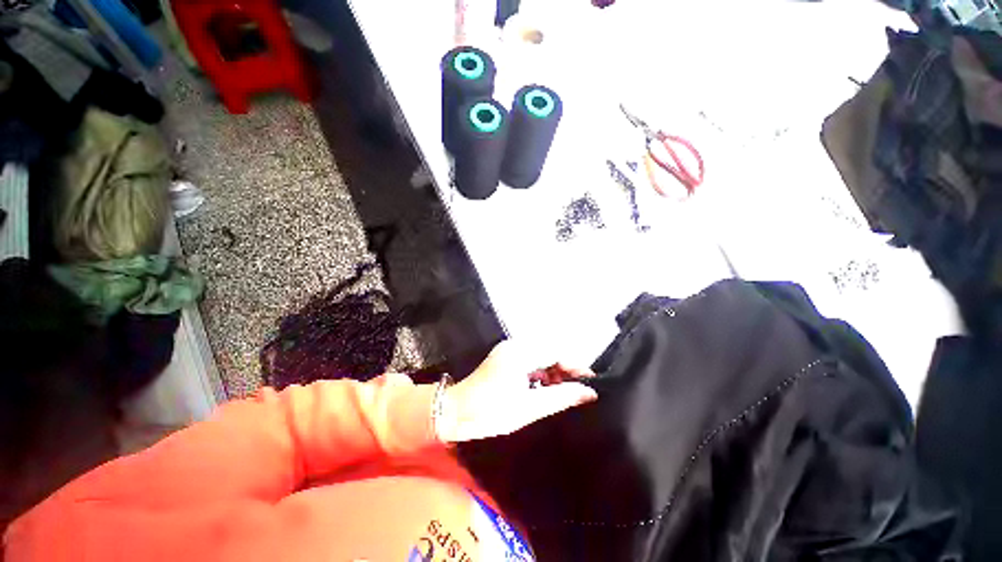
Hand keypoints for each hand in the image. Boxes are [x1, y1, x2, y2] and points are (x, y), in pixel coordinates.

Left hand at [435, 339, 598, 442]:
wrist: (456, 413)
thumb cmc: (491, 411)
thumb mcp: (529, 407)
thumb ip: (561, 397)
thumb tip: (589, 393)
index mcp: (520, 353)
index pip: (556, 352)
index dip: (575, 366)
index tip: (591, 383)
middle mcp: (515, 346)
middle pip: (549, 353)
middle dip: (565, 371)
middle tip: (579, 391)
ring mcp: (509, 351)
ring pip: (540, 358)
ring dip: (553, 373)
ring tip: (565, 393)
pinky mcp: (505, 359)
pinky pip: (530, 362)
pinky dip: (541, 375)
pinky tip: (546, 389)